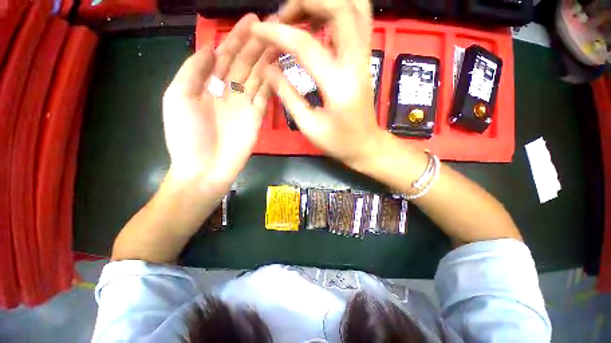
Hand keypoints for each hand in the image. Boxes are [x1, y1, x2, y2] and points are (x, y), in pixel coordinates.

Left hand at [163, 14, 274, 187]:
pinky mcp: (256, 118)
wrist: (205, 168)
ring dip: (267, 60)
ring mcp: (244, 104)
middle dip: (256, 45)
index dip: (237, 38)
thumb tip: (210, 47)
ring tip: (278, 43)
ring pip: (257, 77)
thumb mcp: (178, 97)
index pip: (225, 55)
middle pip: (244, 63)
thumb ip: (193, 71)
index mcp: (207, 84)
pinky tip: (278, 70)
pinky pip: (265, 96)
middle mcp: (228, 91)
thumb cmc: (187, 136)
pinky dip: (271, 83)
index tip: (251, 21)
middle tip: (271, 27)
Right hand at [251, 0, 383, 165]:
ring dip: (323, 2)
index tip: (257, 31)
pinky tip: (316, 22)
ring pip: (354, 6)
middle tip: (283, 18)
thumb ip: (288, 95)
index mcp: (338, 85)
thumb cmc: (338, 142)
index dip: (277, 33)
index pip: (305, 45)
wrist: (366, 144)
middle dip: (305, 2)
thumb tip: (268, 68)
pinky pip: (357, 19)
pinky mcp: (365, 58)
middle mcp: (356, 63)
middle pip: (339, 7)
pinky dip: (336, 10)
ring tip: (298, 15)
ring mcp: (365, 57)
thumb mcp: (309, 126)